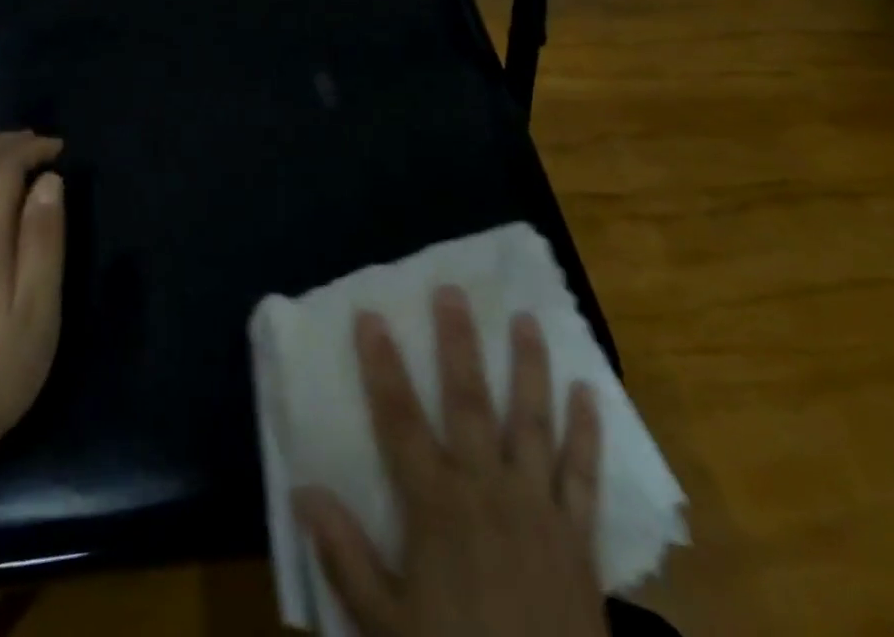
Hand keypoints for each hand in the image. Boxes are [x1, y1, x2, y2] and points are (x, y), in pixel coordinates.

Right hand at [294, 288, 607, 636]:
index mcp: (436, 506)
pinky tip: (590, 393)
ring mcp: (538, 509)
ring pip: (531, 421)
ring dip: (529, 366)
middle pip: (468, 400)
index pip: (399, 418)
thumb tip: (304, 490)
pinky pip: (584, 475)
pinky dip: (587, 433)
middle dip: (458, 342)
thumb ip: (345, 556)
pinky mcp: (580, 538)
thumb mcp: (386, 628)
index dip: (382, 364)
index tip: (370, 315)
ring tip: (526, 318)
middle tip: (453, 291)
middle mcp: (487, 490)